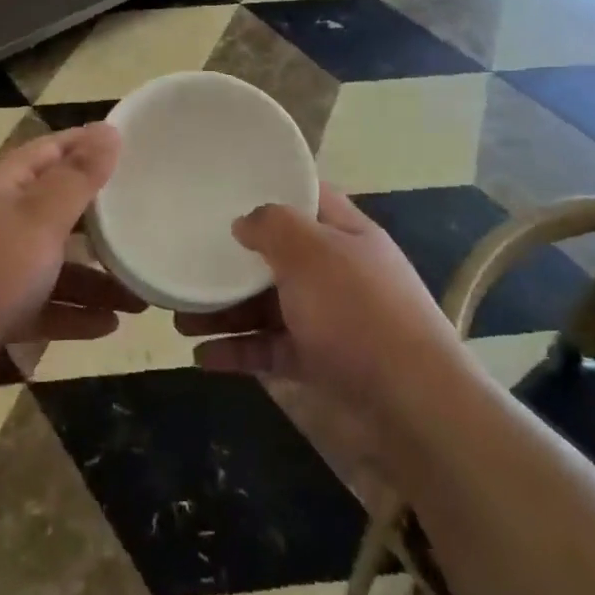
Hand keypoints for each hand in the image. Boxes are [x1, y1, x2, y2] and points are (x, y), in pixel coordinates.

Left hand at [0, 123, 143, 414]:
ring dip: (94, 278)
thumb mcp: (38, 221)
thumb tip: (108, 130)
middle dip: (99, 221)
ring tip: (141, 296)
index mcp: (1, 189)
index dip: (84, 144)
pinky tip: (108, 327)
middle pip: (54, 211)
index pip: (47, 152)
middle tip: (144, 225)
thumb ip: (76, 179)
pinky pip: (41, 308)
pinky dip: (72, 314)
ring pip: (52, 265)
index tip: (129, 146)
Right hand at [176, 185, 456, 406]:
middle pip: (278, 256)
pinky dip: (239, 351)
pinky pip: (272, 349)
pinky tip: (202, 358)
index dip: (270, 189)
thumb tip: (244, 221)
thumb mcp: (312, 253)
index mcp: (345, 233)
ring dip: (226, 310)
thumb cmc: (358, 312)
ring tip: (179, 316)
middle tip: (188, 261)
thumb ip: (273, 227)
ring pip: (269, 305)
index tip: (226, 189)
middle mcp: (338, 271)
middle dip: (232, 261)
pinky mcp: (322, 363)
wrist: (414, 406)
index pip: (306, 197)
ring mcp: (331, 319)